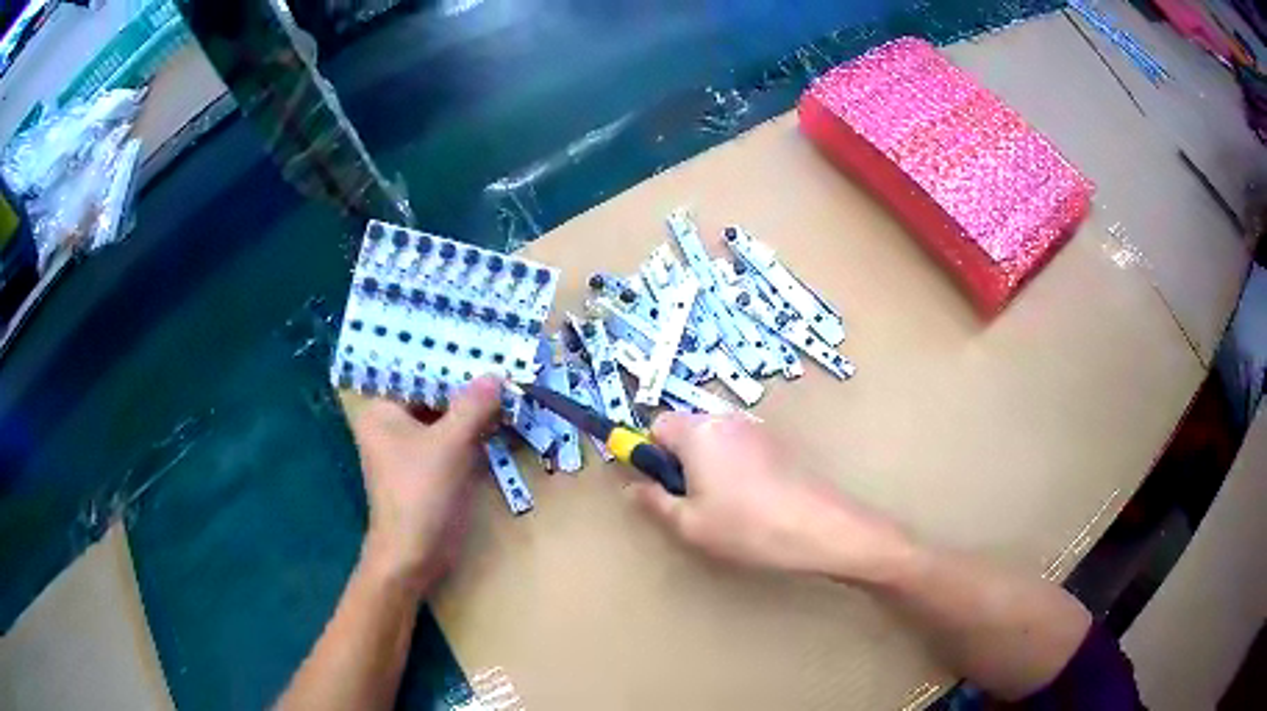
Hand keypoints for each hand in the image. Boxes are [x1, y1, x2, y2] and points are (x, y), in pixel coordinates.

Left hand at [352, 376, 502, 593]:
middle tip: (501, 360)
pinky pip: (452, 438)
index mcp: (383, 411)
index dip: (448, 358)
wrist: (414, 556)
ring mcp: (412, 448)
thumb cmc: (420, 494)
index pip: (416, 372)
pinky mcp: (430, 468)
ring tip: (508, 382)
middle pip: (432, 394)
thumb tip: (496, 375)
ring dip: (474, 407)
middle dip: (465, 383)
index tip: (481, 343)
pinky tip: (501, 417)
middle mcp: (393, 424)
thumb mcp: (449, 445)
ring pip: (445, 416)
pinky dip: (474, 430)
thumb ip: (473, 406)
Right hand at [628, 413, 914, 584]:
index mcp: (698, 431)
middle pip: (686, 429)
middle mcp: (726, 419)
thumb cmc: (745, 526)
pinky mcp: (778, 442)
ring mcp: (756, 428)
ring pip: (714, 440)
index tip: (659, 485)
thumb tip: (634, 487)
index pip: (656, 424)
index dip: (649, 453)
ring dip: (706, 465)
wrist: (818, 527)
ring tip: (723, 506)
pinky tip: (750, 501)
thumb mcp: (689, 523)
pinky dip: (733, 467)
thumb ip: (653, 501)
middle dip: (679, 461)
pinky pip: (739, 447)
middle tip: (691, 501)